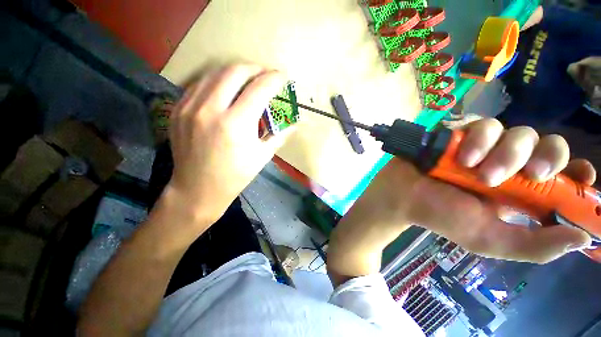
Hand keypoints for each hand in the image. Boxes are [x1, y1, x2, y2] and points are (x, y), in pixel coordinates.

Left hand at [164, 64, 291, 225]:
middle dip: (255, 69)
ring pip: (215, 72)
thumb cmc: (236, 176)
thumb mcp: (263, 156)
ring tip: (248, 80)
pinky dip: (217, 81)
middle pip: (235, 71)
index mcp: (236, 125)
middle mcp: (211, 110)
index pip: (260, 89)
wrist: (198, 189)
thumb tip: (298, 122)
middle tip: (266, 75)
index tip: (283, 77)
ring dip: (236, 72)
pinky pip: (200, 84)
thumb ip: (281, 134)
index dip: (274, 79)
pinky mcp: (178, 109)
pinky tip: (226, 90)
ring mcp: (189, 107)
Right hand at [336, 119, 593, 266]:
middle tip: (527, 177)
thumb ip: (536, 246)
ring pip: (516, 131)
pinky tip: (461, 157)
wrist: (401, 195)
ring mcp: (481, 145)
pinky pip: (482, 124)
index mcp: (517, 190)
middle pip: (546, 144)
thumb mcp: (490, 240)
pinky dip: (477, 139)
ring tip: (478, 173)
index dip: (575, 169)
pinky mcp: (458, 133)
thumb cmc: (441, 216)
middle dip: (544, 158)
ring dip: (505, 152)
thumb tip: (582, 239)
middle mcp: (505, 163)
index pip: (561, 172)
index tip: (581, 175)